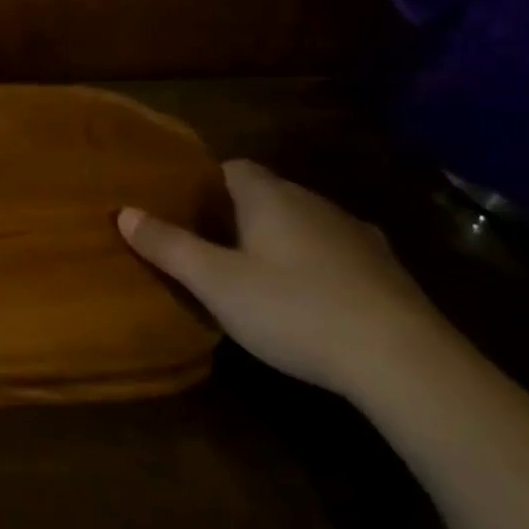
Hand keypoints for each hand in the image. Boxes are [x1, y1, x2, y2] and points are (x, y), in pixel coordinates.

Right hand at [118, 160, 454, 400]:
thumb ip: (168, 246)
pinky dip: (320, 266)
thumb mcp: (216, 282)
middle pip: (267, 194)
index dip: (206, 185)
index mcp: (269, 196)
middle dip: (239, 215)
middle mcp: (312, 202)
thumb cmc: (294, 309)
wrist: (405, 360)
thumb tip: (123, 211)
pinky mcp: (388, 270)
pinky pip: (339, 254)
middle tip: (214, 250)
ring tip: (260, 278)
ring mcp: (356, 234)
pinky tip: (314, 301)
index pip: (231, 168)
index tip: (188, 213)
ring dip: (282, 240)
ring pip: (304, 223)